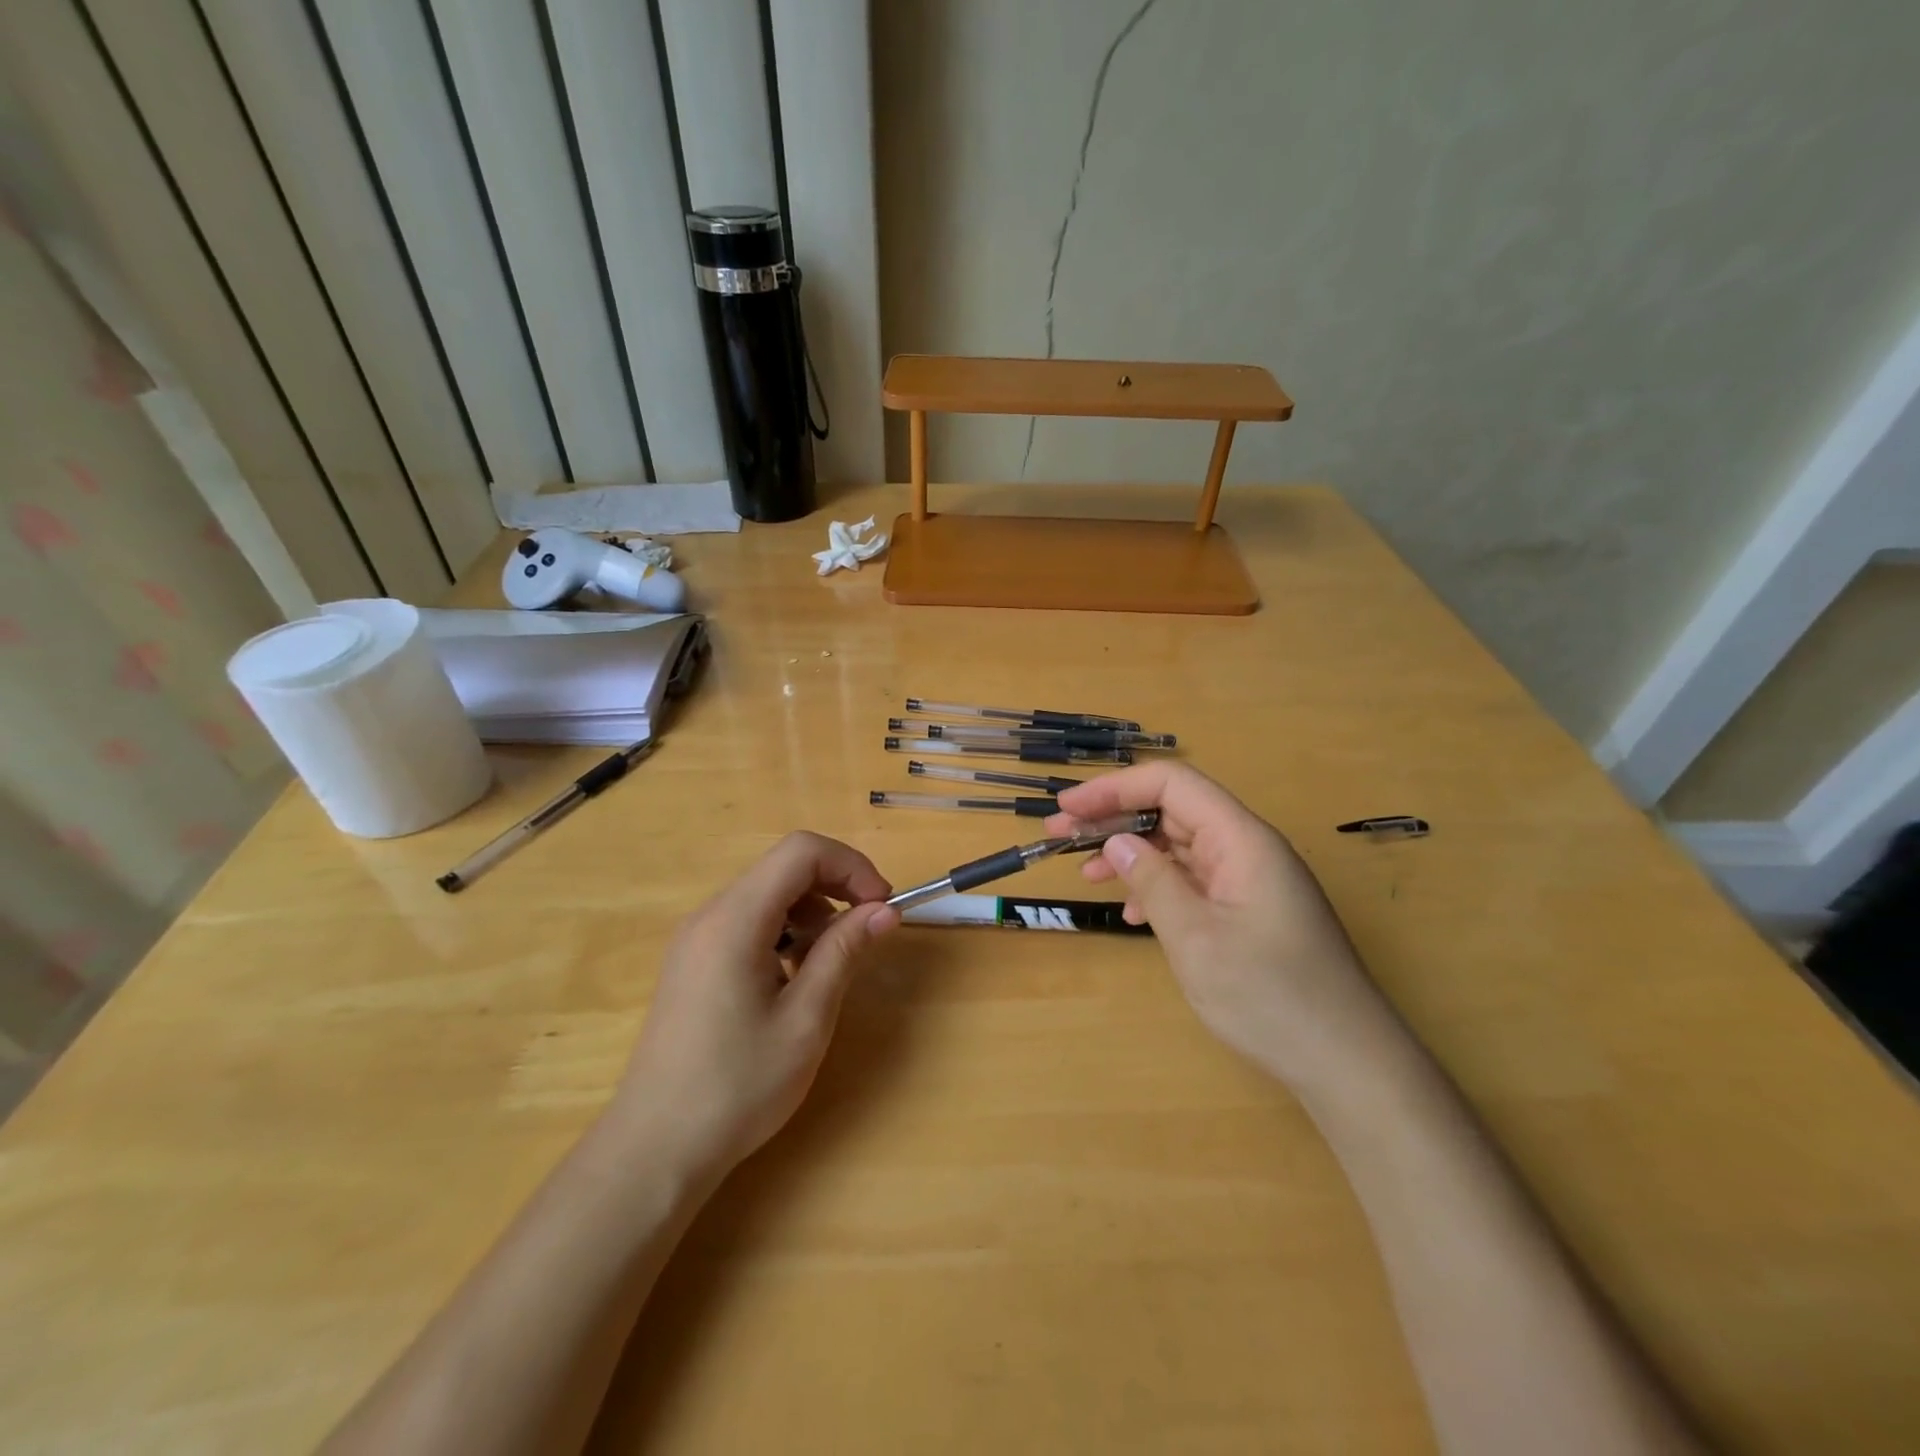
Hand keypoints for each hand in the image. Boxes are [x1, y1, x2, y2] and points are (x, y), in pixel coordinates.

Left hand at [606, 832, 899, 1177]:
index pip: (801, 852)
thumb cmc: (737, 1087)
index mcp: (734, 920)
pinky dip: (784, 930)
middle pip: (783, 867)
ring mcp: (696, 938)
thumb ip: (844, 952)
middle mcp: (710, 915)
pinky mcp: (693, 961)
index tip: (880, 906)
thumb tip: (884, 910)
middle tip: (867, 929)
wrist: (656, 1149)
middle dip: (835, 885)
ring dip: (811, 909)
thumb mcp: (806, 1019)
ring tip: (830, 961)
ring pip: (767, 893)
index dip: (850, 866)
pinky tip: (793, 976)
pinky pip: (747, 920)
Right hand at [1050, 764, 1397, 1089]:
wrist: (1347, 1064)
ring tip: (1086, 873)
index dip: (1115, 787)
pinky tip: (1133, 915)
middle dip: (1115, 818)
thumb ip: (1152, 881)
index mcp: (1242, 840)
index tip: (1069, 807)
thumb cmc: (1270, 997)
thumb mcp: (1195, 938)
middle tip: (1060, 835)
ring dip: (1132, 854)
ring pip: (1181, 845)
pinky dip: (1157, 886)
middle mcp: (1248, 849)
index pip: (1172, 784)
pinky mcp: (1250, 910)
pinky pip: (1195, 880)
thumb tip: (1115, 841)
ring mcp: (1251, 880)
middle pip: (1174, 810)